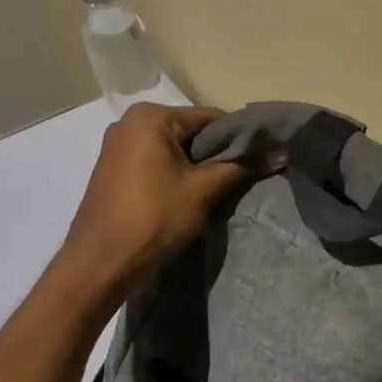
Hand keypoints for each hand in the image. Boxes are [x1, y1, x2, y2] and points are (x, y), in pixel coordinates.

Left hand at [55, 105, 248, 301]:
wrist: (99, 264)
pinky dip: (178, 175)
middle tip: (242, 178)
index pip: (212, 118)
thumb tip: (282, 153)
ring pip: (176, 150)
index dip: (241, 139)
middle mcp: (130, 122)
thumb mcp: (205, 189)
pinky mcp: (115, 170)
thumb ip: (242, 166)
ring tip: (220, 190)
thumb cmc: (154, 217)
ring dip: (199, 167)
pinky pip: (158, 162)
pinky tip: (191, 196)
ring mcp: (119, 146)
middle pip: (193, 132)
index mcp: (151, 117)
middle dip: (218, 154)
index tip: (261, 160)